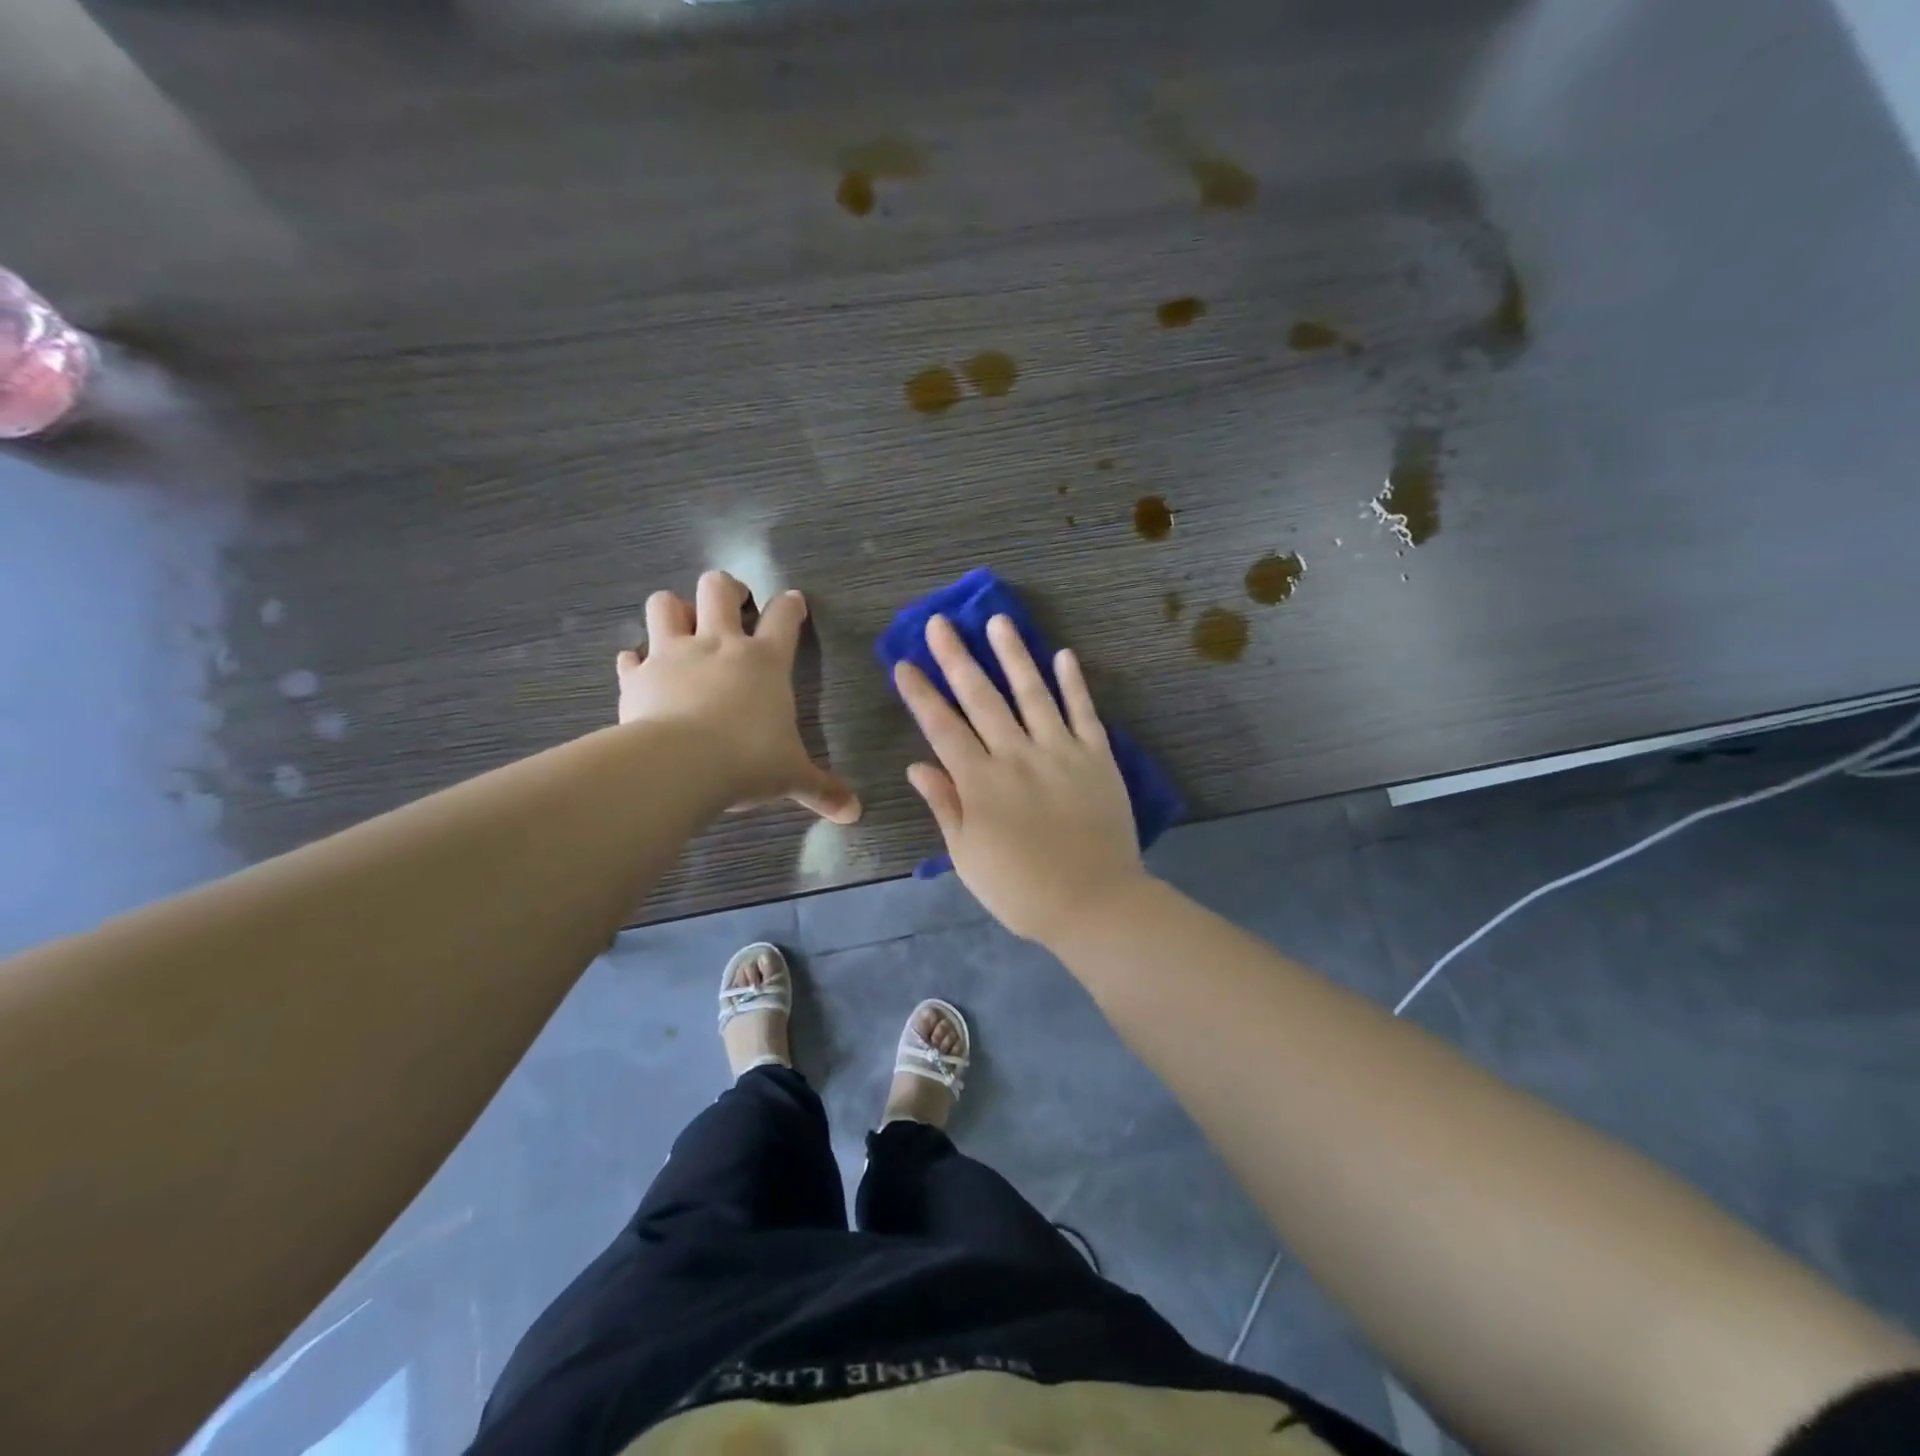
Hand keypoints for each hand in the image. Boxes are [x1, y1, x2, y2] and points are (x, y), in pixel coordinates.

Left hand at [616, 571, 860, 823]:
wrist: (679, 765)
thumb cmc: (748, 761)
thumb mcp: (792, 777)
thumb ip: (822, 790)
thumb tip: (854, 812)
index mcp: (765, 661)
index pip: (784, 617)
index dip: (791, 606)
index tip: (793, 602)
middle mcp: (718, 645)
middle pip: (717, 589)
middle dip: (726, 589)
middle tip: (731, 604)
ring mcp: (672, 655)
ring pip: (665, 604)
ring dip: (673, 611)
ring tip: (681, 629)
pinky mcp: (637, 677)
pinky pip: (630, 658)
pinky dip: (635, 662)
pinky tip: (640, 672)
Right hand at [894, 613, 1147, 945]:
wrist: (1094, 903)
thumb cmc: (1021, 889)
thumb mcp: (968, 856)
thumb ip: (945, 805)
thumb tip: (918, 765)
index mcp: (980, 782)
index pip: (942, 727)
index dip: (921, 694)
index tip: (904, 663)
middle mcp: (1016, 755)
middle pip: (981, 697)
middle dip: (957, 658)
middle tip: (941, 623)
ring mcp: (1060, 751)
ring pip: (1032, 692)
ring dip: (1013, 654)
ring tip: (998, 621)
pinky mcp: (1097, 756)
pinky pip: (1084, 711)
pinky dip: (1074, 683)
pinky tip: (1063, 655)